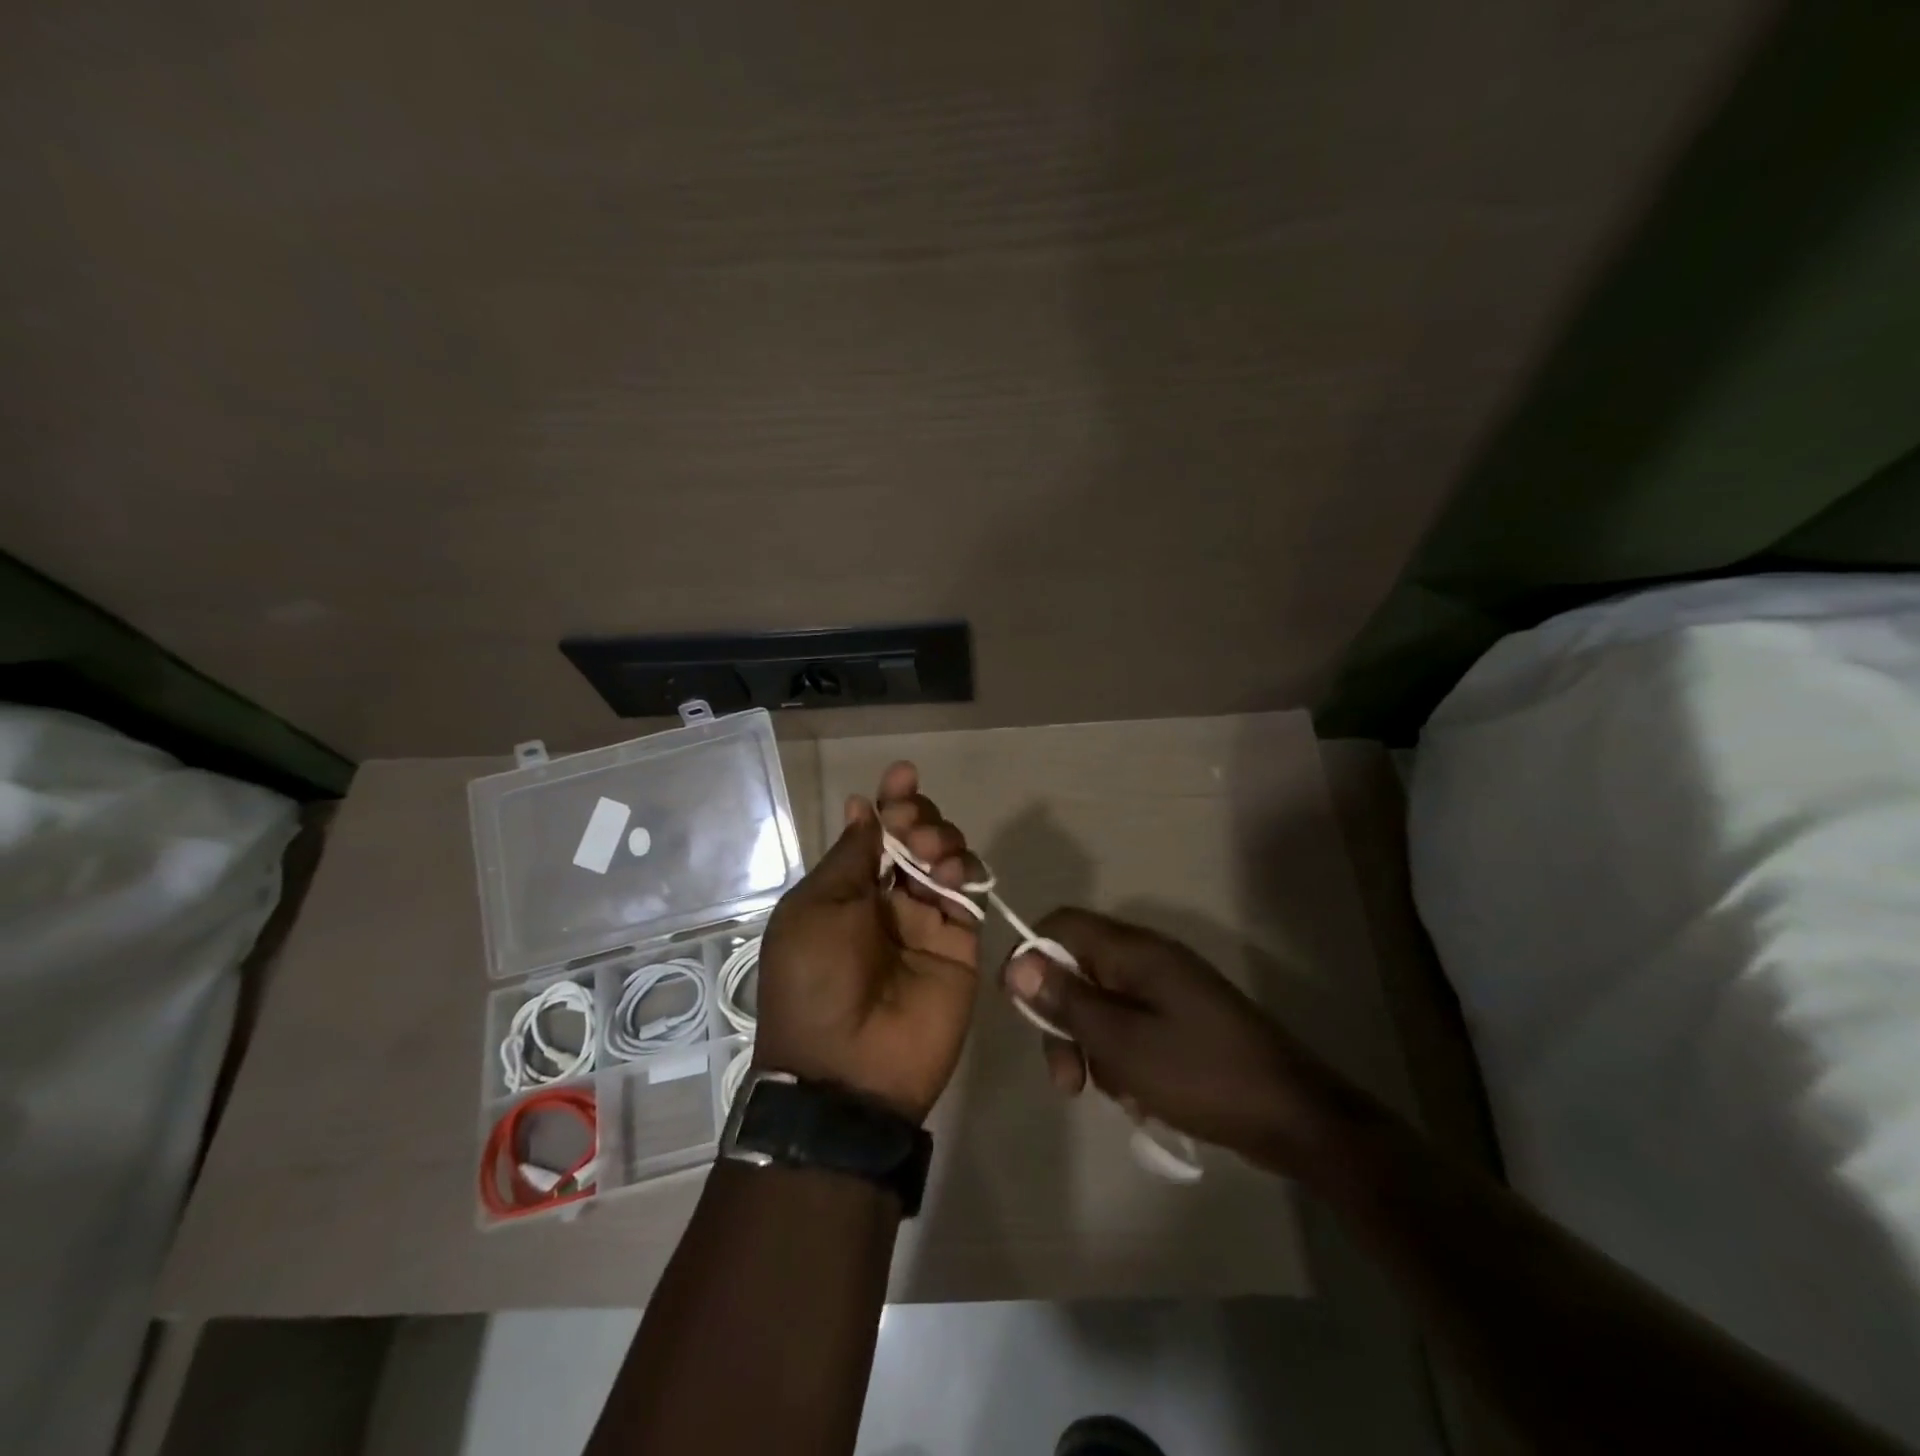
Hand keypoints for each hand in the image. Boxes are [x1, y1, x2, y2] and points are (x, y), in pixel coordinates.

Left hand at [755, 762, 980, 1122]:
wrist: (847, 1069)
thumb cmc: (814, 981)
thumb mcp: (815, 910)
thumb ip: (849, 857)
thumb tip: (861, 806)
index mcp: (846, 892)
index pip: (875, 833)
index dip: (890, 801)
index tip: (903, 773)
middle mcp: (888, 901)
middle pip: (915, 839)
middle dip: (917, 815)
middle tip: (911, 822)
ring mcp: (927, 922)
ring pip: (947, 858)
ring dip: (941, 838)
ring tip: (929, 851)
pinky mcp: (960, 943)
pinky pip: (970, 894)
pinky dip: (966, 871)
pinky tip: (950, 871)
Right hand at [1003, 909, 1345, 1170]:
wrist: (1293, 1117)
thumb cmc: (1201, 1074)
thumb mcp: (1122, 1043)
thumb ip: (1067, 1001)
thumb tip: (1016, 963)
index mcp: (1135, 951)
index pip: (1063, 925)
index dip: (1030, 955)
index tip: (1017, 1005)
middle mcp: (1149, 959)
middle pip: (1079, 970)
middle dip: (1064, 1021)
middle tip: (1068, 1080)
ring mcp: (1169, 990)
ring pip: (1102, 1004)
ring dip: (1094, 1048)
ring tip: (1116, 1093)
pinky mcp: (1182, 1019)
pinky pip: (1131, 1026)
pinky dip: (1124, 1058)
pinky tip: (1140, 1096)